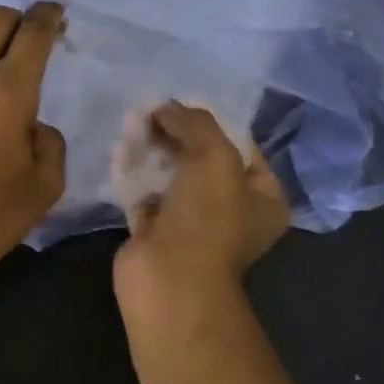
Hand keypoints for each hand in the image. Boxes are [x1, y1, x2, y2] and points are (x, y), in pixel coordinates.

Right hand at [113, 102, 288, 307]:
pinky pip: (145, 193)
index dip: (215, 122)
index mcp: (263, 198)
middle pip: (203, 159)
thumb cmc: (207, 219)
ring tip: (133, 123)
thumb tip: (165, 106)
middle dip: (178, 133)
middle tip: (152, 111)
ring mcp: (193, 223)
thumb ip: (195, 123)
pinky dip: (134, 173)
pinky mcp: (156, 231)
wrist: (168, 280)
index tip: (184, 103)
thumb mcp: (215, 157)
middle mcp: (232, 211)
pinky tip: (120, 150)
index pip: (243, 147)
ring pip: (172, 175)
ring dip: (153, 150)